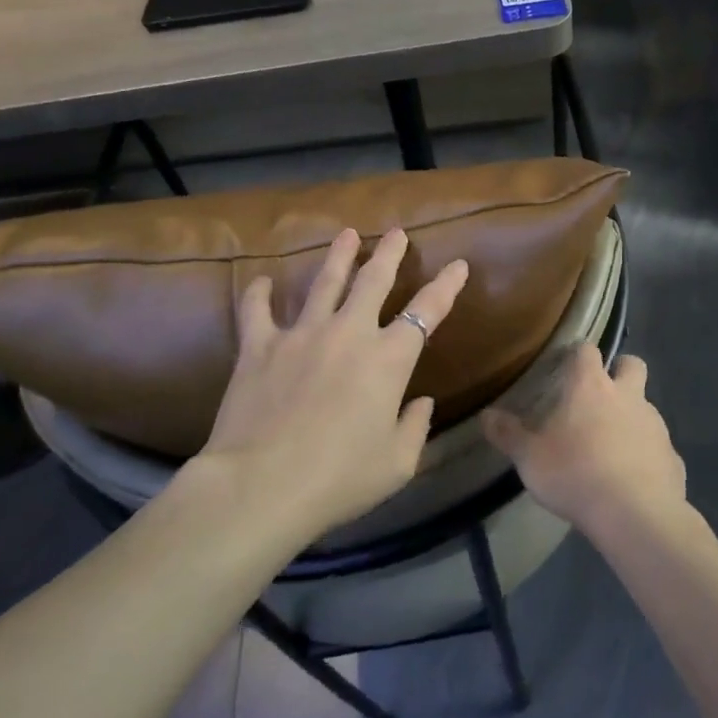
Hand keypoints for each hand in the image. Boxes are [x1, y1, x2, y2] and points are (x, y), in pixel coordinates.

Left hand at [196, 227, 467, 539]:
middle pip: (373, 280)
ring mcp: (302, 334)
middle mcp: (349, 333)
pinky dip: (261, 294)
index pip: (427, 311)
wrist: (261, 485)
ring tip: (346, 233)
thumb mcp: (396, 464)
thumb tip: (422, 403)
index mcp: (388, 359)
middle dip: (389, 253)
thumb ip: (415, 428)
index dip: (446, 286)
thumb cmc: (339, 479)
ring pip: (324, 282)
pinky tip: (262, 281)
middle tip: (395, 232)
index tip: (458, 264)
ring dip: (338, 256)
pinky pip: (258, 310)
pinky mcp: (260, 346)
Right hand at [483, 347, 686, 538]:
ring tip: (611, 446)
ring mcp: (655, 425)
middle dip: (620, 371)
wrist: (636, 515)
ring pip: (646, 406)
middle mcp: (627, 396)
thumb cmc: (575, 474)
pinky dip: (646, 455)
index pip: (587, 350)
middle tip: (600, 394)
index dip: (578, 354)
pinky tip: (631, 479)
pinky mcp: (673, 456)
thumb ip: (508, 435)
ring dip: (632, 416)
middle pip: (632, 364)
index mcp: (591, 386)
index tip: (567, 365)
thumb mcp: (529, 458)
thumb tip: (486, 416)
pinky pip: (658, 447)